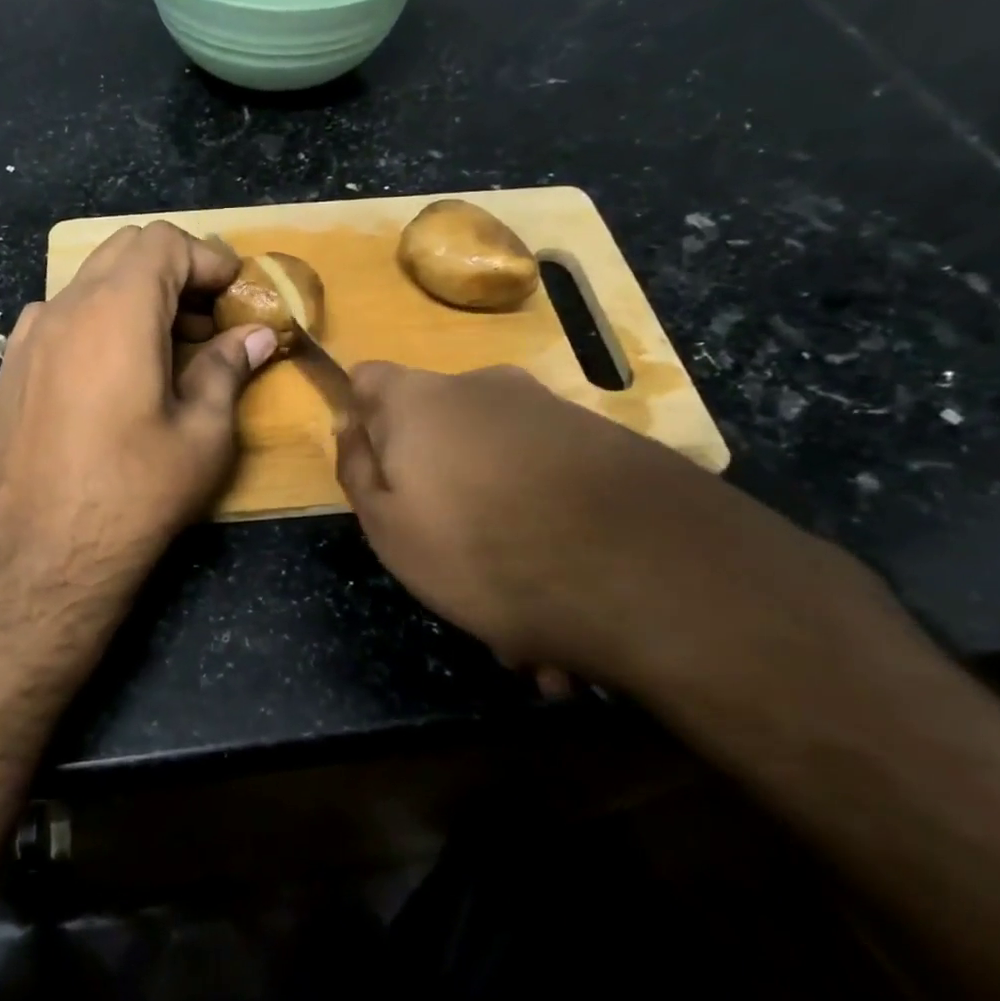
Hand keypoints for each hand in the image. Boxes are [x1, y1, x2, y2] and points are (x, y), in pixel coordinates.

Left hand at [0, 221, 274, 624]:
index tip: (234, 294)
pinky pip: (57, 318)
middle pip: (123, 251)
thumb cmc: (137, 492)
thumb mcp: (203, 433)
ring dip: (133, 297)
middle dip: (173, 271)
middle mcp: (65, 308)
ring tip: (163, 349)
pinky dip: (95, 322)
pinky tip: (110, 375)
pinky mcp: (10, 369)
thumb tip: (257, 335)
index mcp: (117, 311)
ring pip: (87, 283)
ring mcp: (28, 337)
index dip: (207, 259)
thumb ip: (228, 368)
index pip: (163, 242)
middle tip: (206, 320)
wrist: (48, 554)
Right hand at [335, 363, 898, 693]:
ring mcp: (551, 412)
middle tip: (452, 564)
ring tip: (526, 621)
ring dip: (501, 527)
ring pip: (499, 469)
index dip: (363, 421)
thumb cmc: (482, 550)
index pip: (367, 379)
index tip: (376, 474)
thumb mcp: (388, 527)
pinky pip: (553, 487)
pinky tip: (570, 606)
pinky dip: (549, 533)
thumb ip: (358, 470)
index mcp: (419, 401)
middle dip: (437, 487)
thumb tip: (351, 426)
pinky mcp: (610, 443)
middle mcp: (484, 388)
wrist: (648, 572)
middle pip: (438, 429)